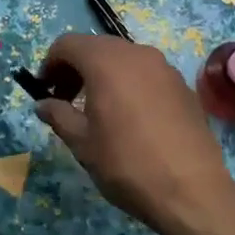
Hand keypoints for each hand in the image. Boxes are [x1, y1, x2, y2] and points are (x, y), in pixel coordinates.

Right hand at [33, 34, 234, 234]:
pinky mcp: (182, 84)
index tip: (45, 89)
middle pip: (96, 47)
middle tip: (66, 100)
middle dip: (76, 68)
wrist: (192, 190)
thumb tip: (43, 104)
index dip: (50, 63)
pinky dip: (129, 83)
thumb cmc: (127, 164)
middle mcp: (135, 52)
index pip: (67, 44)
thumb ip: (59, 116)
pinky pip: (146, 73)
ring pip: (123, 58)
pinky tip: (131, 117)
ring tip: (98, 109)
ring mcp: (163, 66)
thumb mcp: (83, 143)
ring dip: (103, 74)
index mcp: (105, 61)